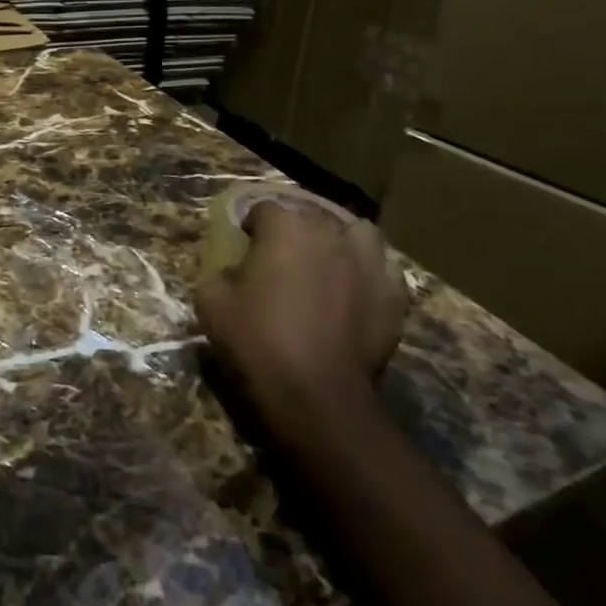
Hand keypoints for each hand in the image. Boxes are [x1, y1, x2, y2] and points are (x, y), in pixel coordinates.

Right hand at [195, 200, 407, 434]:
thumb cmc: (258, 342)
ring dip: (341, 243)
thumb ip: (219, 273)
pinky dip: (369, 276)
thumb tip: (234, 270)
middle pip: (310, 218)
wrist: (317, 397)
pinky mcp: (394, 295)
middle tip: (282, 262)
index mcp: (285, 226)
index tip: (245, 249)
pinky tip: (357, 295)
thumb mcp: (211, 303)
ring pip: (357, 234)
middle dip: (295, 233)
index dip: (252, 228)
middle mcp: (330, 233)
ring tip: (329, 266)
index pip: (264, 209)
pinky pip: (383, 270)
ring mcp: (369, 262)